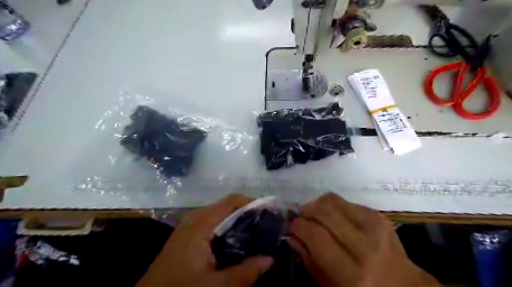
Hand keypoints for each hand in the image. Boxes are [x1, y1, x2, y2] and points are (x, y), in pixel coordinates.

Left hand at [135, 194, 271, 286]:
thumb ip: (244, 272)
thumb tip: (270, 259)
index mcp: (201, 224)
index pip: (232, 201)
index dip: (253, 203)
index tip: (270, 214)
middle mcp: (196, 218)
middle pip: (228, 206)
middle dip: (249, 213)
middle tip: (267, 225)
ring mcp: (190, 225)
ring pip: (221, 214)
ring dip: (240, 220)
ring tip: (257, 232)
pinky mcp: (189, 234)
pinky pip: (213, 223)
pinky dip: (229, 227)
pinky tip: (238, 241)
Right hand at [287, 193, 439, 286]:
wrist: (402, 285)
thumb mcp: (330, 285)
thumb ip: (309, 259)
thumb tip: (292, 235)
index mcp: (351, 272)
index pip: (316, 235)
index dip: (298, 226)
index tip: (292, 226)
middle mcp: (364, 246)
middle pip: (324, 212)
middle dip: (306, 211)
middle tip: (301, 217)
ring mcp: (374, 227)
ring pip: (333, 200)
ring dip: (318, 204)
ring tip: (315, 214)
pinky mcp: (378, 215)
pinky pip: (346, 201)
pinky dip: (334, 206)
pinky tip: (334, 217)